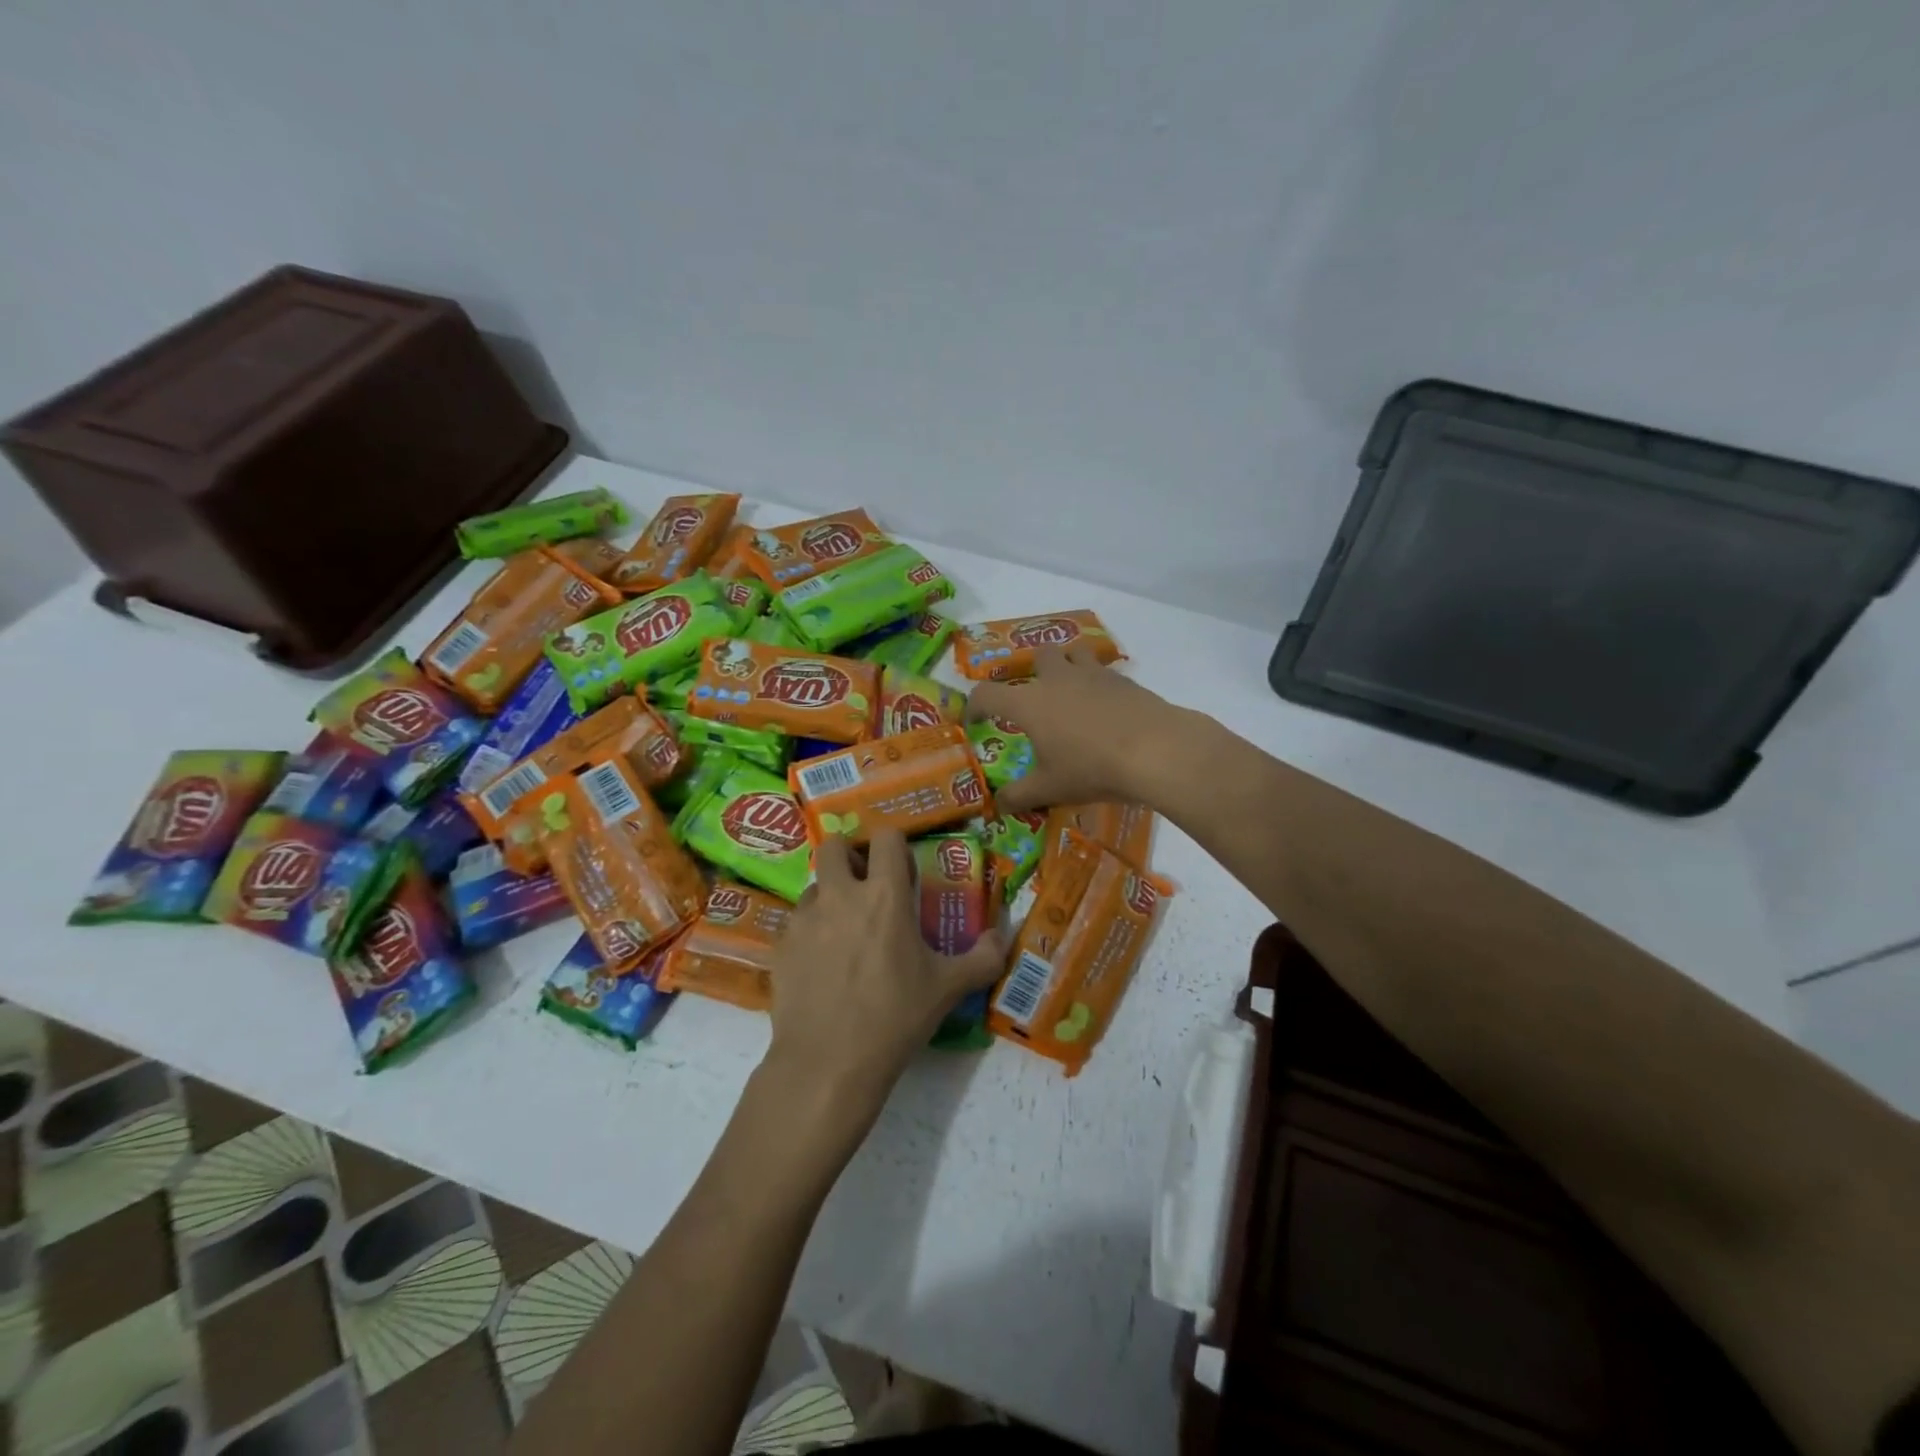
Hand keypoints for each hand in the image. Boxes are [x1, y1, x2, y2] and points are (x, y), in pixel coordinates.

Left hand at [765, 828, 1005, 1125]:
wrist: (828, 1063)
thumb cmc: (894, 1018)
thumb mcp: (947, 989)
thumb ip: (983, 958)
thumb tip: (1000, 937)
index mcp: (885, 896)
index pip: (886, 836)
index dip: (896, 847)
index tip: (903, 873)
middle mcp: (841, 895)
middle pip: (835, 846)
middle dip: (851, 856)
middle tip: (867, 887)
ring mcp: (805, 918)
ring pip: (814, 884)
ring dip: (831, 894)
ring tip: (846, 930)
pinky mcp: (782, 945)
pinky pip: (798, 920)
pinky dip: (812, 929)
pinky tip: (824, 964)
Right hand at [966, 645, 1180, 814]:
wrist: (1155, 750)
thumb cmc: (1091, 768)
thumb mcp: (1050, 789)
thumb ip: (1019, 796)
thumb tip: (997, 804)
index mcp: (1029, 703)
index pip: (986, 694)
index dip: (974, 706)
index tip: (975, 721)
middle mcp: (1057, 679)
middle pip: (1037, 656)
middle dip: (1032, 671)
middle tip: (1036, 697)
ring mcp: (1093, 674)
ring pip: (1074, 652)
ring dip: (1068, 665)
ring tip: (1072, 692)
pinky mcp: (1124, 680)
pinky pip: (1104, 672)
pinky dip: (1099, 684)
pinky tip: (1106, 709)